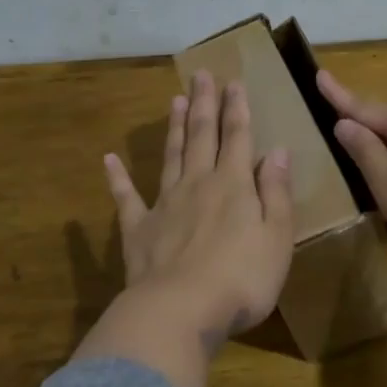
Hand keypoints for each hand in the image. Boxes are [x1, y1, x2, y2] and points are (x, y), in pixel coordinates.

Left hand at [102, 70, 295, 352]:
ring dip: (174, 128)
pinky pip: (126, 198)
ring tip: (174, 101)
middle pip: (201, 136)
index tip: (233, 82)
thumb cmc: (241, 279)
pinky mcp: (138, 230)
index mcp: (233, 185)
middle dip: (204, 104)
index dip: (236, 108)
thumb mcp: (277, 237)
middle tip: (200, 75)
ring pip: (170, 157)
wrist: (181, 311)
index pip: (237, 137)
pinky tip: (109, 160)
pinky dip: (117, 178)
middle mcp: (197, 184)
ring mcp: (164, 205)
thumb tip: (276, 150)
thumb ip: (276, 192)